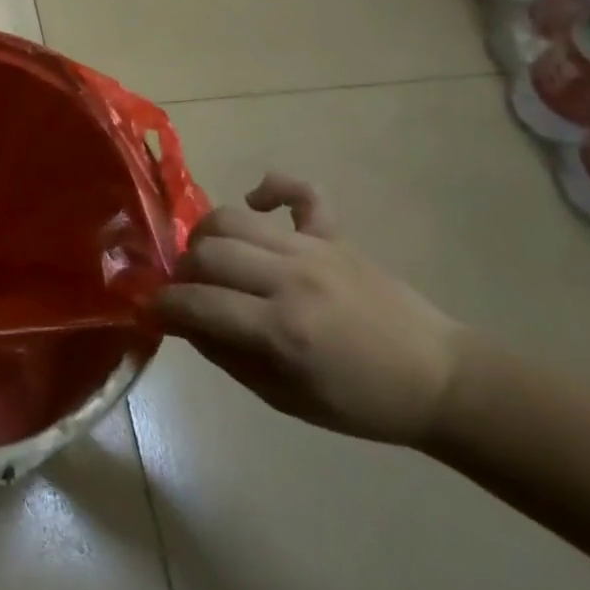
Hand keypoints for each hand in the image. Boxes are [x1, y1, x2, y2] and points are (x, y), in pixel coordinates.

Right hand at [152, 174, 465, 444]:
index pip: (198, 304)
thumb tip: (183, 321)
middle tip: (187, 289)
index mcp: (282, 330)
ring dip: (207, 235)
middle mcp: (291, 279)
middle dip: (183, 271)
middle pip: (207, 252)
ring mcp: (314, 249)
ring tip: (211, 256)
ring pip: (233, 218)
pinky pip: (299, 191)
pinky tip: (257, 201)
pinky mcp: (335, 234)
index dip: (163, 306)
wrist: (439, 380)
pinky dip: (271, 187)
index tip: (151, 309)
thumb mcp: (285, 399)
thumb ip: (227, 356)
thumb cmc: (360, 402)